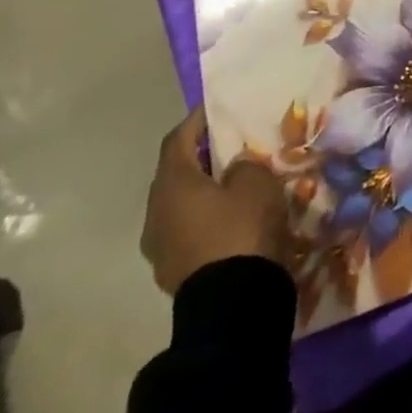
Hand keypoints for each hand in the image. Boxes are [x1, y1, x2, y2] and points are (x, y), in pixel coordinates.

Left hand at [141, 109, 290, 294]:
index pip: (177, 140)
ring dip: (203, 190)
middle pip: (176, 173)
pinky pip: (188, 230)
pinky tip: (231, 217)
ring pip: (180, 205)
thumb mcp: (256, 182)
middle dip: (201, 157)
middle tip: (230, 144)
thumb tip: (232, 169)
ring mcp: (160, 246)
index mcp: (172, 184)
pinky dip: (205, 217)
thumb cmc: (241, 229)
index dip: (196, 121)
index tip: (216, 108)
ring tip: (234, 182)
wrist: (231, 304)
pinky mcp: (173, 270)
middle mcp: (155, 212)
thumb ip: (243, 165)